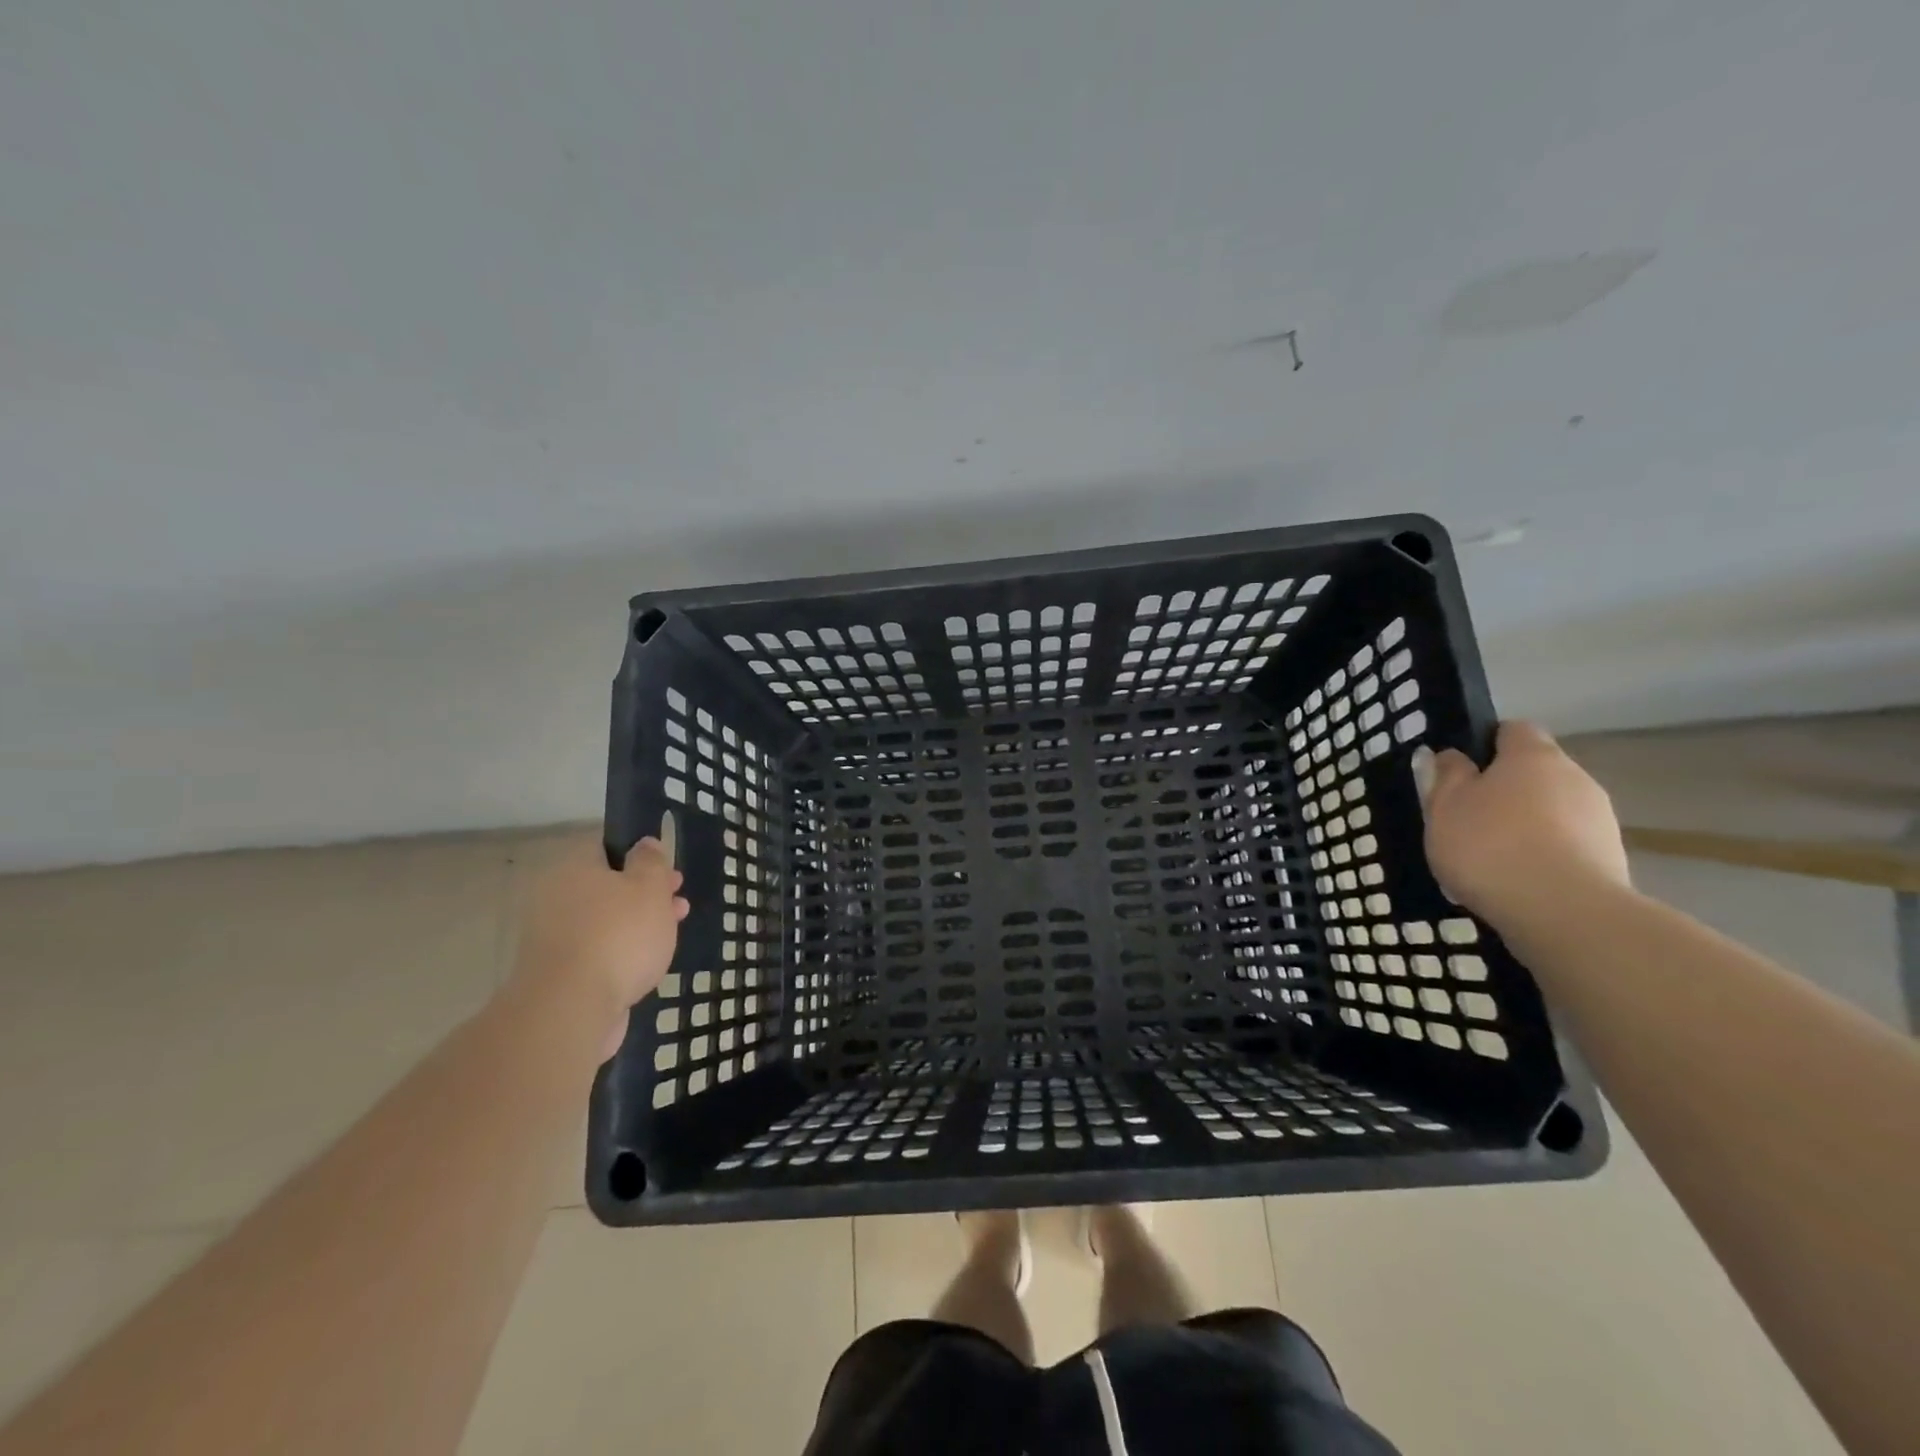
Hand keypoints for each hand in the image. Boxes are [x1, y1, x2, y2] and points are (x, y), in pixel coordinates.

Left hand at [510, 836, 688, 1058]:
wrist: (571, 1009)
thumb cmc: (618, 936)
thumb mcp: (649, 888)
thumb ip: (651, 863)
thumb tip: (645, 844)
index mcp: (574, 870)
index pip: (606, 848)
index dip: (640, 855)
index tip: (668, 871)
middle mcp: (557, 899)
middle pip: (607, 887)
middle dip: (645, 894)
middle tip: (677, 902)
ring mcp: (554, 939)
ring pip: (605, 921)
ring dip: (637, 924)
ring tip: (672, 933)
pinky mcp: (559, 974)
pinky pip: (597, 952)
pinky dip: (621, 952)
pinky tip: (645, 962)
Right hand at [1423, 722, 1629, 938]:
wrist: (1564, 913)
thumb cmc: (1490, 845)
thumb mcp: (1445, 806)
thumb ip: (1447, 775)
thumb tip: (1453, 756)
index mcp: (1533, 756)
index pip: (1513, 729)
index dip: (1486, 743)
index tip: (1461, 770)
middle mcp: (1575, 777)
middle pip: (1536, 772)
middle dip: (1505, 789)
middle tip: (1468, 818)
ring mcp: (1600, 819)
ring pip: (1553, 810)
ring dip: (1526, 824)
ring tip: (1492, 858)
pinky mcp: (1611, 859)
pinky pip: (1567, 845)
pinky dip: (1544, 855)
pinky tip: (1518, 881)